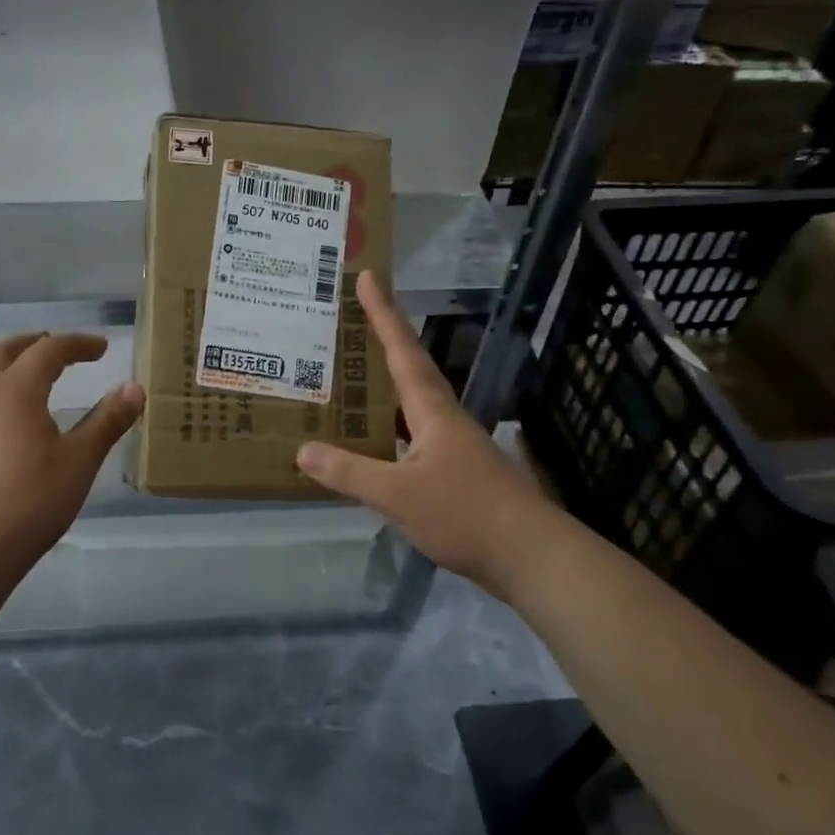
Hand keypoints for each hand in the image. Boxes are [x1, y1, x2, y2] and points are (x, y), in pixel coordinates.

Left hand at [0, 334, 144, 571]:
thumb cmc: (32, 501)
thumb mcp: (80, 461)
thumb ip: (108, 421)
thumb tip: (134, 388)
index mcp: (15, 390)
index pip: (48, 350)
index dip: (77, 344)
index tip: (101, 348)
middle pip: (3, 350)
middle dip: (33, 343)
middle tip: (58, 349)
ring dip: (7, 366)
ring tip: (31, 381)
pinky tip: (6, 425)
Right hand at [296, 271, 556, 597]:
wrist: (532, 557)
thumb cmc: (466, 514)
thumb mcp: (399, 495)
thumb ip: (351, 473)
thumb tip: (302, 450)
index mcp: (433, 411)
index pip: (403, 351)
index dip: (384, 314)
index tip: (369, 277)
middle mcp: (445, 420)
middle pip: (409, 370)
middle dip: (382, 343)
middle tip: (348, 324)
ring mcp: (454, 447)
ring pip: (410, 407)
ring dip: (383, 390)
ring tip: (348, 381)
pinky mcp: (457, 474)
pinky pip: (412, 439)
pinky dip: (388, 432)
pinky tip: (372, 446)